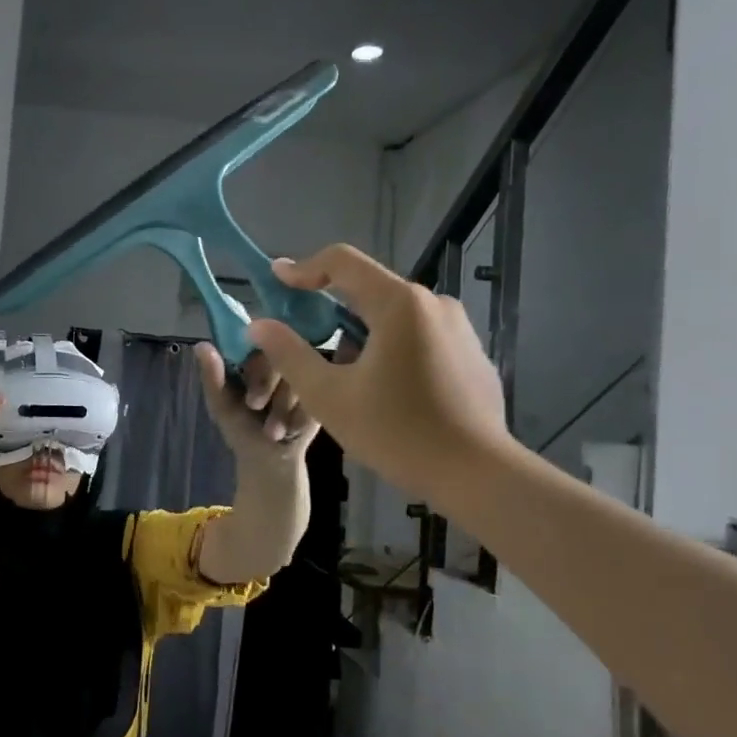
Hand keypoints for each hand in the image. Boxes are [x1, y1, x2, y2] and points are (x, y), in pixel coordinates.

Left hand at [195, 343, 318, 461]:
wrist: (270, 459)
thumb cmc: (241, 429)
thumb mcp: (222, 406)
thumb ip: (212, 377)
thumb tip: (201, 345)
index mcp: (253, 355)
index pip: (257, 339)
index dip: (255, 365)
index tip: (248, 394)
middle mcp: (281, 356)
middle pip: (280, 353)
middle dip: (266, 385)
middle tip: (256, 408)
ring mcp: (305, 371)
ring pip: (300, 374)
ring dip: (284, 406)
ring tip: (274, 430)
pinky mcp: (324, 390)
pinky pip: (318, 393)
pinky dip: (301, 414)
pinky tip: (292, 429)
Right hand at [245, 245, 513, 503]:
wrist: (477, 474)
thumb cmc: (397, 432)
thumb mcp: (328, 396)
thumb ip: (289, 354)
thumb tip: (259, 324)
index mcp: (399, 304)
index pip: (343, 261)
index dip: (304, 268)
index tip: (277, 280)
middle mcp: (434, 303)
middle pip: (369, 290)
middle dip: (330, 309)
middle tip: (301, 337)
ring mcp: (459, 328)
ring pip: (395, 317)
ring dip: (361, 334)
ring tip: (342, 376)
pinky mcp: (472, 354)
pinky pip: (420, 338)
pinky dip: (392, 350)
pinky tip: (385, 392)